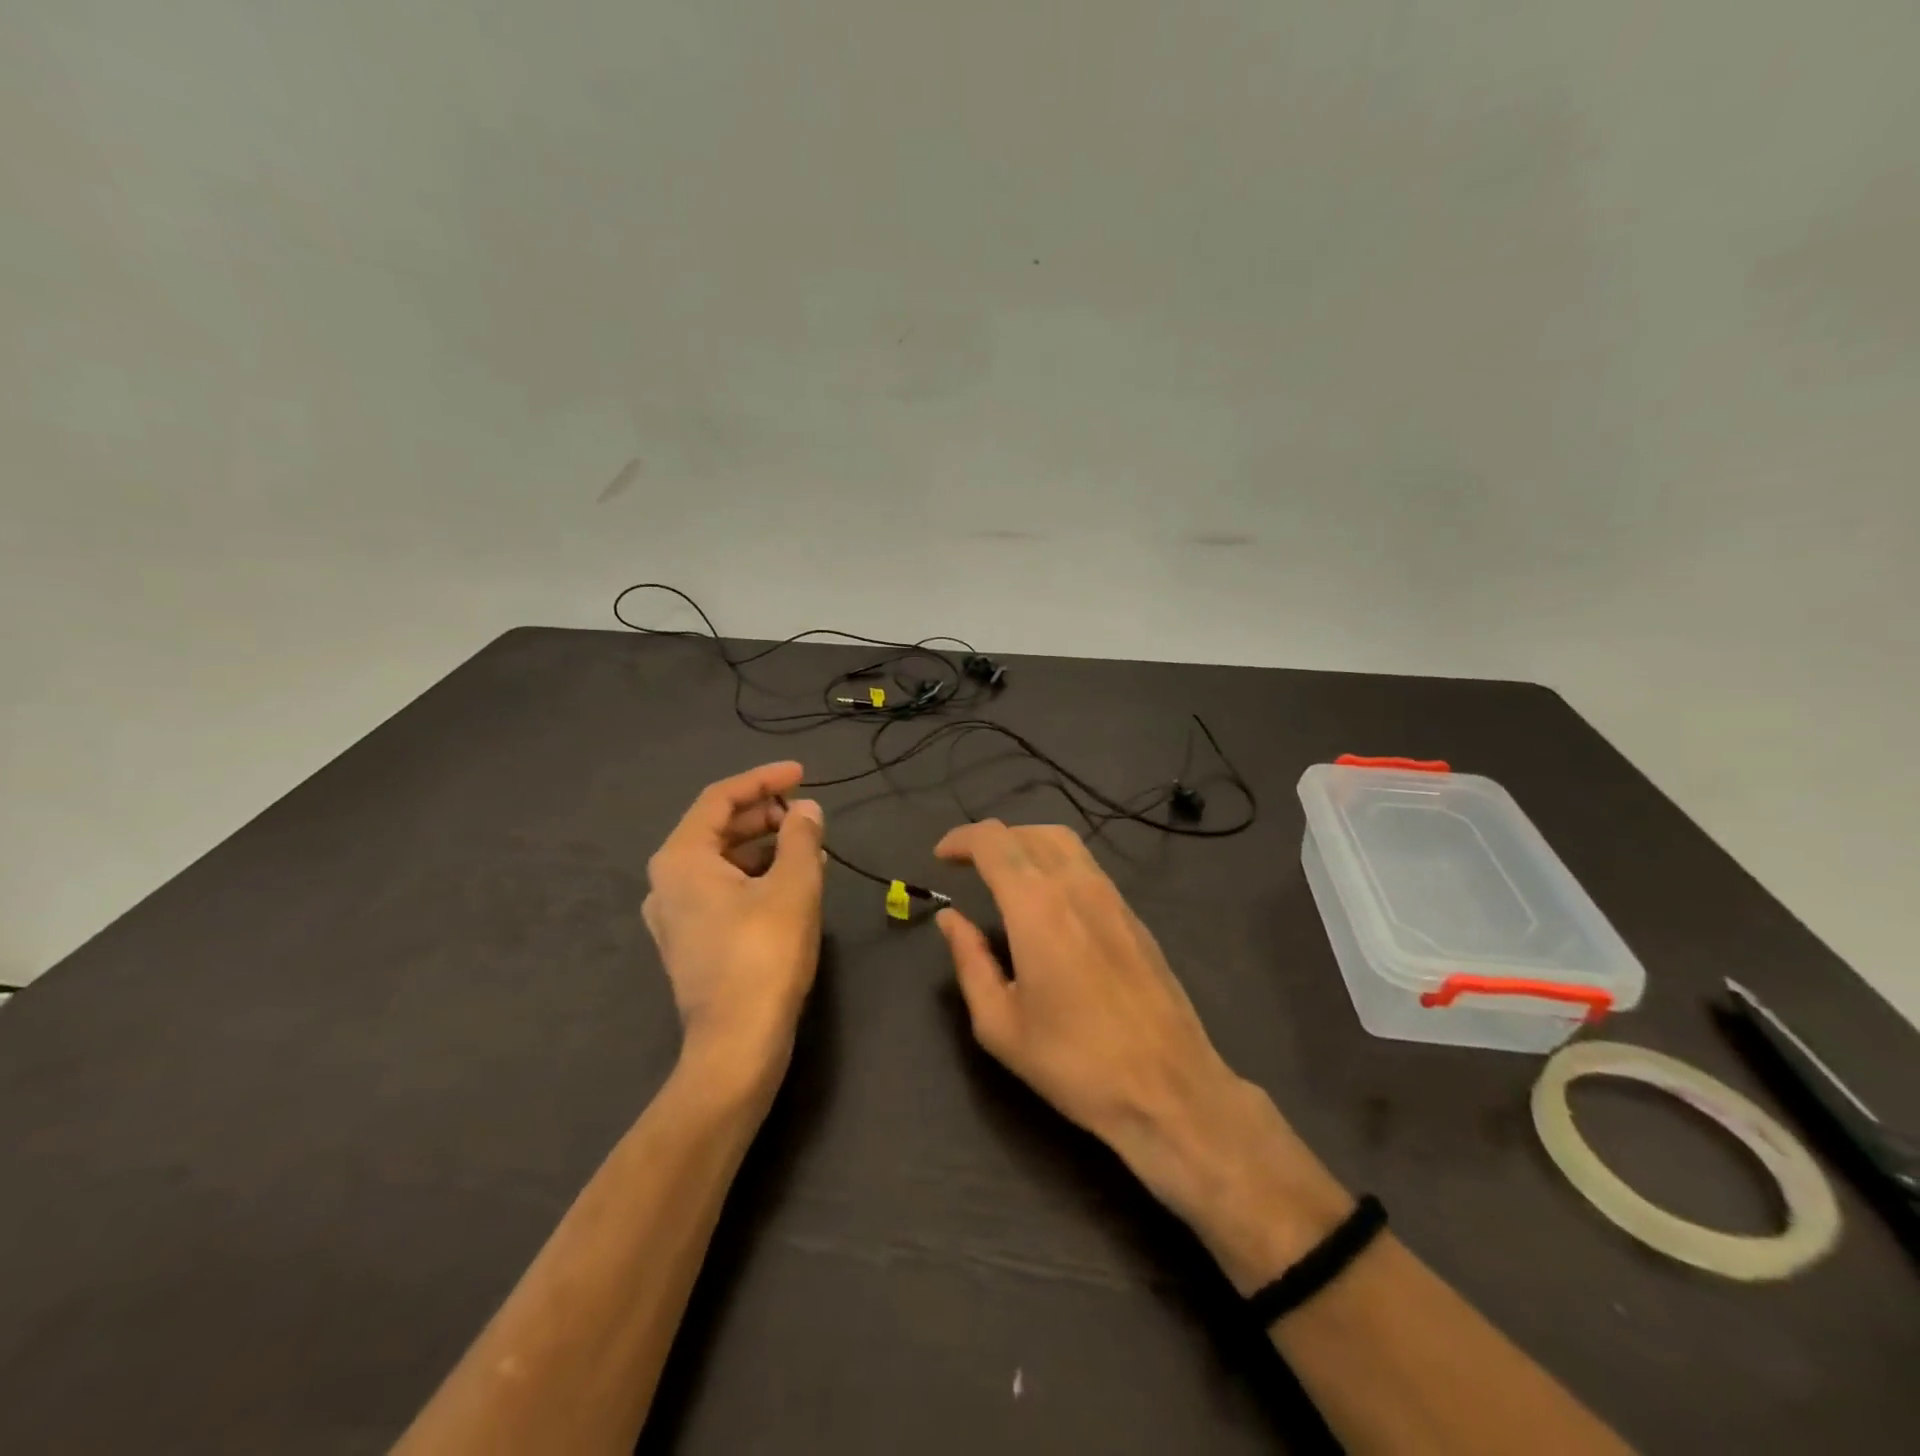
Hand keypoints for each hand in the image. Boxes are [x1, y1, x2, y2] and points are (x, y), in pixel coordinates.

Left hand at [644, 762, 825, 1093]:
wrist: (737, 1043)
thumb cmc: (764, 954)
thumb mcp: (793, 885)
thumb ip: (800, 837)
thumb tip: (806, 809)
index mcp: (681, 859)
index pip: (720, 798)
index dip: (763, 780)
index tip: (802, 774)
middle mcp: (667, 881)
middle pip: (718, 828)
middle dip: (765, 815)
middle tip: (806, 813)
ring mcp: (675, 914)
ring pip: (722, 860)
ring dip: (765, 846)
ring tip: (809, 846)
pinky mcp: (691, 940)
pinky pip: (722, 889)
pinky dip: (756, 876)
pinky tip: (792, 881)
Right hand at [933, 821, 1350, 1290]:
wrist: (1169, 1088)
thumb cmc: (1074, 1062)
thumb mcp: (1000, 1024)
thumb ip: (970, 960)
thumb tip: (951, 919)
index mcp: (1037, 906)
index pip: (993, 841)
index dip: (961, 839)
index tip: (941, 858)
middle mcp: (1076, 885)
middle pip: (1029, 832)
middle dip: (991, 839)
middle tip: (967, 865)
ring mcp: (1112, 896)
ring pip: (1063, 841)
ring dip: (1025, 844)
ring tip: (1003, 875)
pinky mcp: (1133, 914)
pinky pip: (1087, 865)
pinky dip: (1054, 862)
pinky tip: (1046, 900)